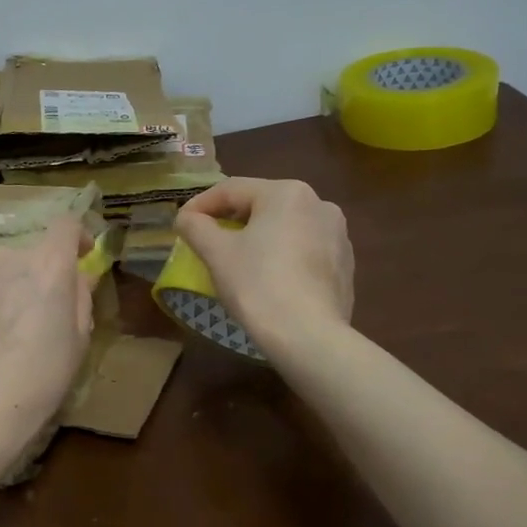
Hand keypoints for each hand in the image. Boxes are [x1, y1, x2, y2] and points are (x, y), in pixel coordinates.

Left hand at [0, 216, 93, 447]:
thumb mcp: (79, 339)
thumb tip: (79, 276)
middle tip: (44, 310)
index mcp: (48, 265)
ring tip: (11, 326)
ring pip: (3, 268)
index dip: (76, 236)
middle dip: (42, 272)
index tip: (80, 255)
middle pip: (32, 252)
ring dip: (12, 284)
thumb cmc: (41, 376)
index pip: (66, 224)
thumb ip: (81, 297)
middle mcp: (9, 257)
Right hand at [175, 178, 353, 351]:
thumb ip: (196, 226)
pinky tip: (269, 279)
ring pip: (284, 227)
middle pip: (261, 205)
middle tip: (206, 241)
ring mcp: (337, 234)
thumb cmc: (257, 285)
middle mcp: (318, 204)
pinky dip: (282, 256)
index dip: (200, 205)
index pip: (231, 189)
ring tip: (237, 260)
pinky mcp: (345, 264)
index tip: (181, 224)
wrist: (308, 337)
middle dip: (230, 220)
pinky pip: (304, 250)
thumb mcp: (216, 252)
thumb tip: (187, 218)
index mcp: (286, 193)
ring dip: (257, 237)